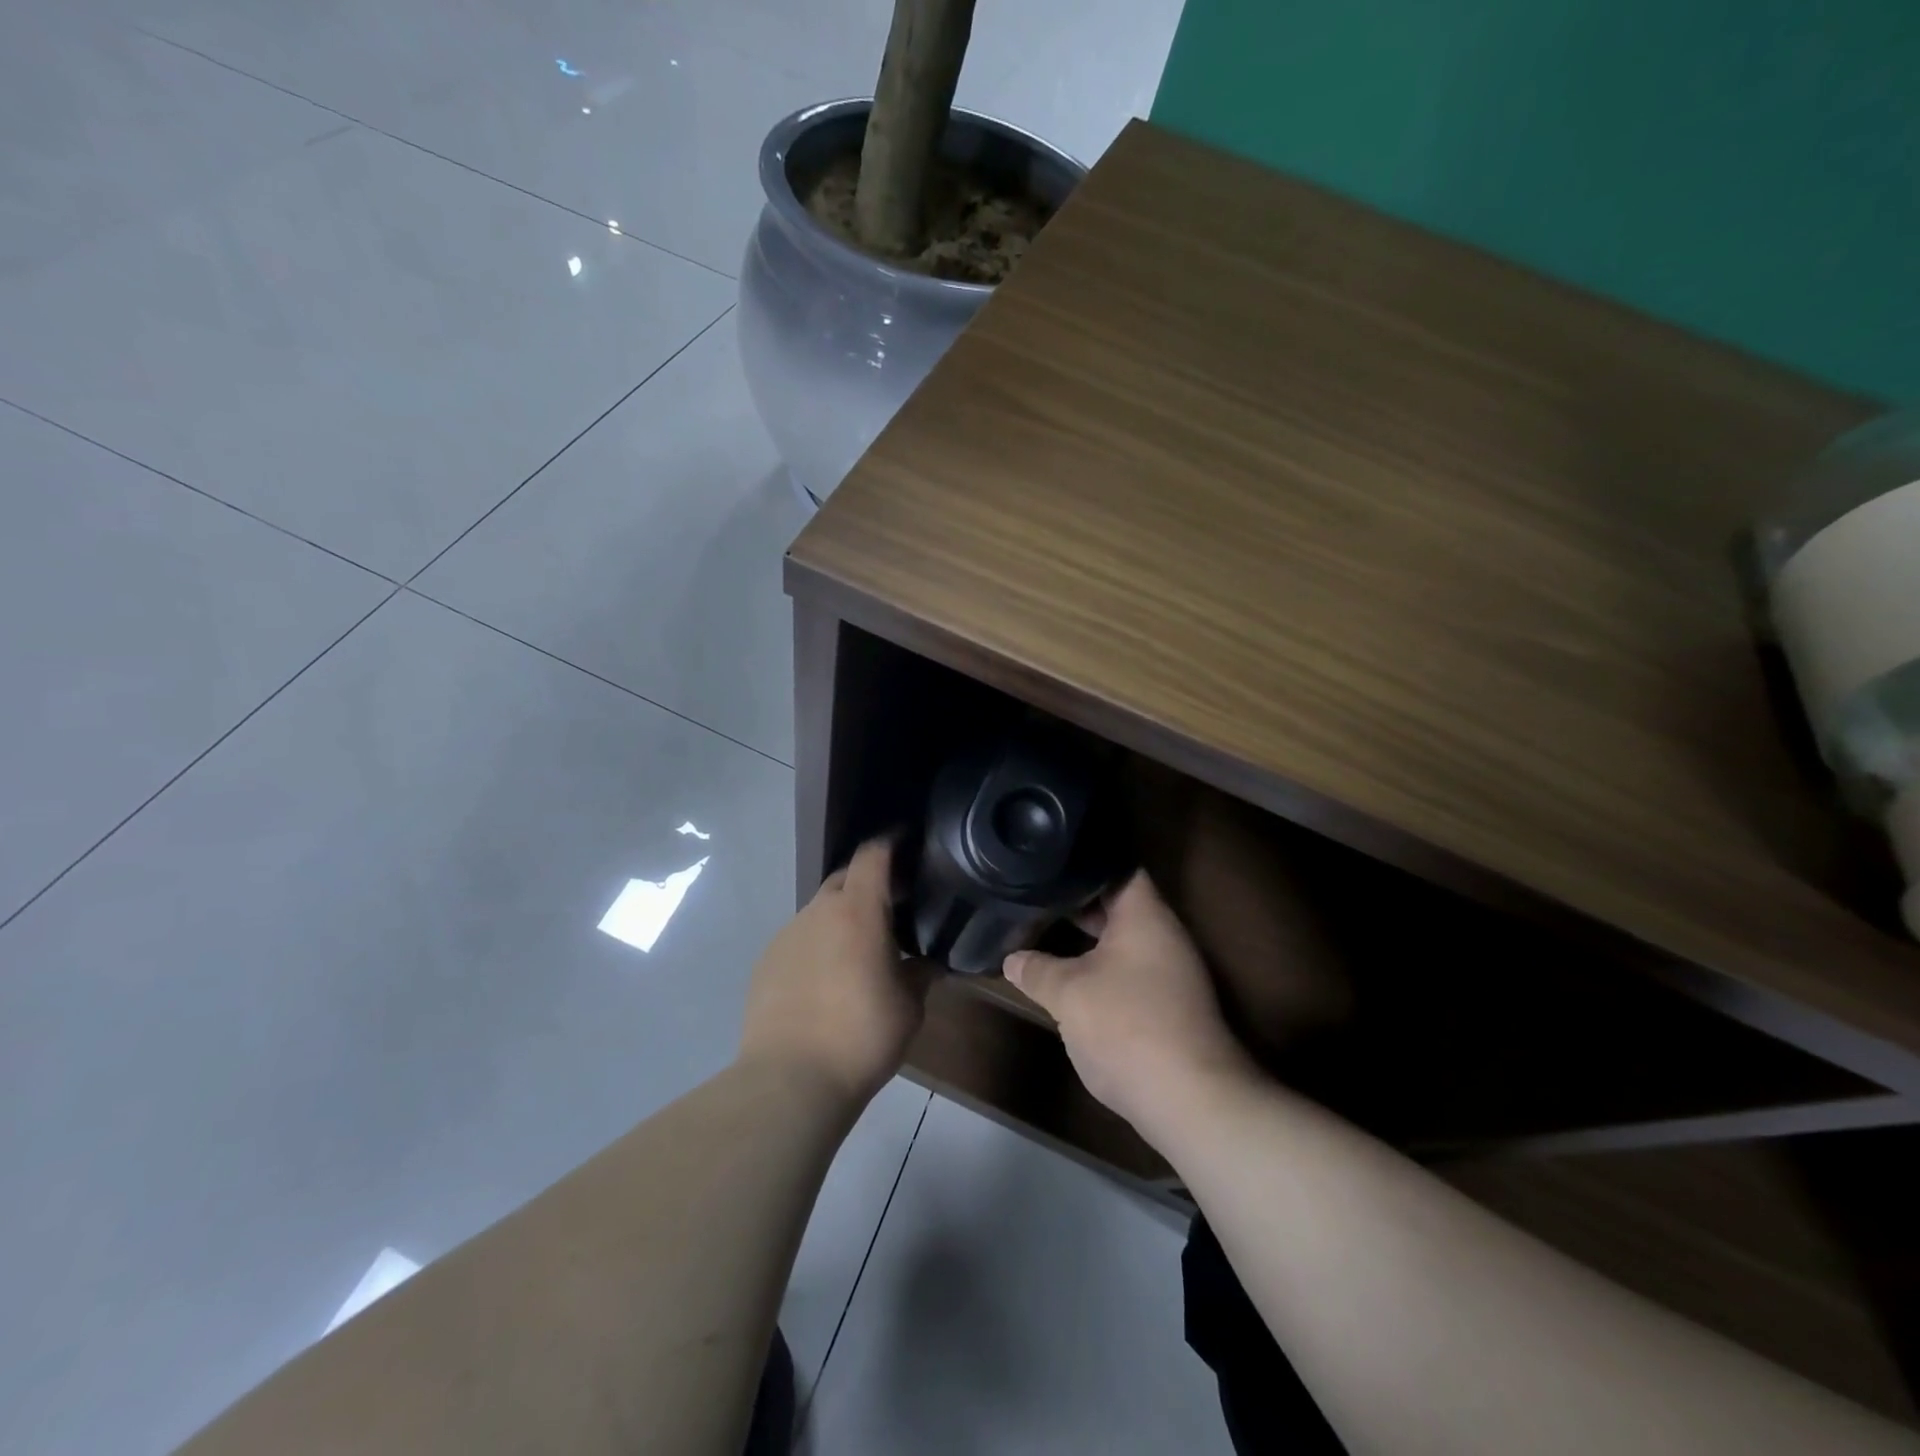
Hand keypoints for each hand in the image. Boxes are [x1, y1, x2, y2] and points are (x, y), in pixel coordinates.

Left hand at [739, 838, 929, 1106]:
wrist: (790, 1080)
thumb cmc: (861, 1036)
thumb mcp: (909, 1007)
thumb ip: (921, 975)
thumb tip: (930, 963)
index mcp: (857, 912)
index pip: (873, 855)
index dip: (891, 843)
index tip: (907, 842)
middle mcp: (818, 912)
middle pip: (844, 878)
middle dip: (868, 883)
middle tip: (892, 906)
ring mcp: (786, 935)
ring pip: (820, 911)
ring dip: (841, 918)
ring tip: (858, 950)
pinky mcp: (765, 962)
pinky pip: (799, 939)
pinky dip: (817, 945)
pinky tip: (826, 980)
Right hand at [1005, 872, 1255, 1136]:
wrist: (1190, 1100)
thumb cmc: (1126, 1026)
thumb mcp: (1067, 994)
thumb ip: (1036, 969)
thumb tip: (1012, 958)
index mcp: (1145, 915)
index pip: (1118, 867)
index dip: (1083, 862)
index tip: (1049, 862)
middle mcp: (1163, 935)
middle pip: (1119, 904)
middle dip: (1078, 903)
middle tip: (1036, 896)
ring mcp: (1171, 972)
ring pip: (1123, 941)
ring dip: (1088, 939)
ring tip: (1045, 932)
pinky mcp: (1169, 1006)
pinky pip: (1130, 970)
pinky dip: (1101, 967)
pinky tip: (1070, 978)